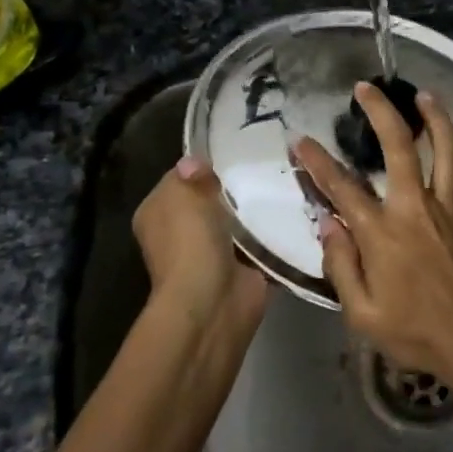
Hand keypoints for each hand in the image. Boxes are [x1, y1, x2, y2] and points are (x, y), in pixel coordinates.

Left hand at [132, 156, 269, 334]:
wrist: (213, 300)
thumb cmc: (190, 241)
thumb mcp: (184, 194)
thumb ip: (193, 174)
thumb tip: (196, 161)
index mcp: (158, 214)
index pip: (181, 179)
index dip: (203, 166)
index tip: (234, 151)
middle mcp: (182, 234)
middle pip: (213, 200)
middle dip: (236, 187)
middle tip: (266, 165)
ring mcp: (214, 254)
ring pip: (240, 222)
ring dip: (258, 210)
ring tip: (285, 182)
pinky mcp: (244, 269)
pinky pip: (263, 244)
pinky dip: (275, 234)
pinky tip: (294, 211)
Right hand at [292, 84, 452, 376]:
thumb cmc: (414, 333)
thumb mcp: (362, 313)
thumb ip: (341, 265)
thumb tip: (329, 224)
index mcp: (383, 234)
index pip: (343, 189)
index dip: (317, 162)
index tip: (301, 140)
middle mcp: (416, 210)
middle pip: (400, 149)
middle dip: (381, 113)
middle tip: (366, 88)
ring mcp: (450, 211)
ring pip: (446, 152)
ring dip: (435, 119)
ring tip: (424, 95)